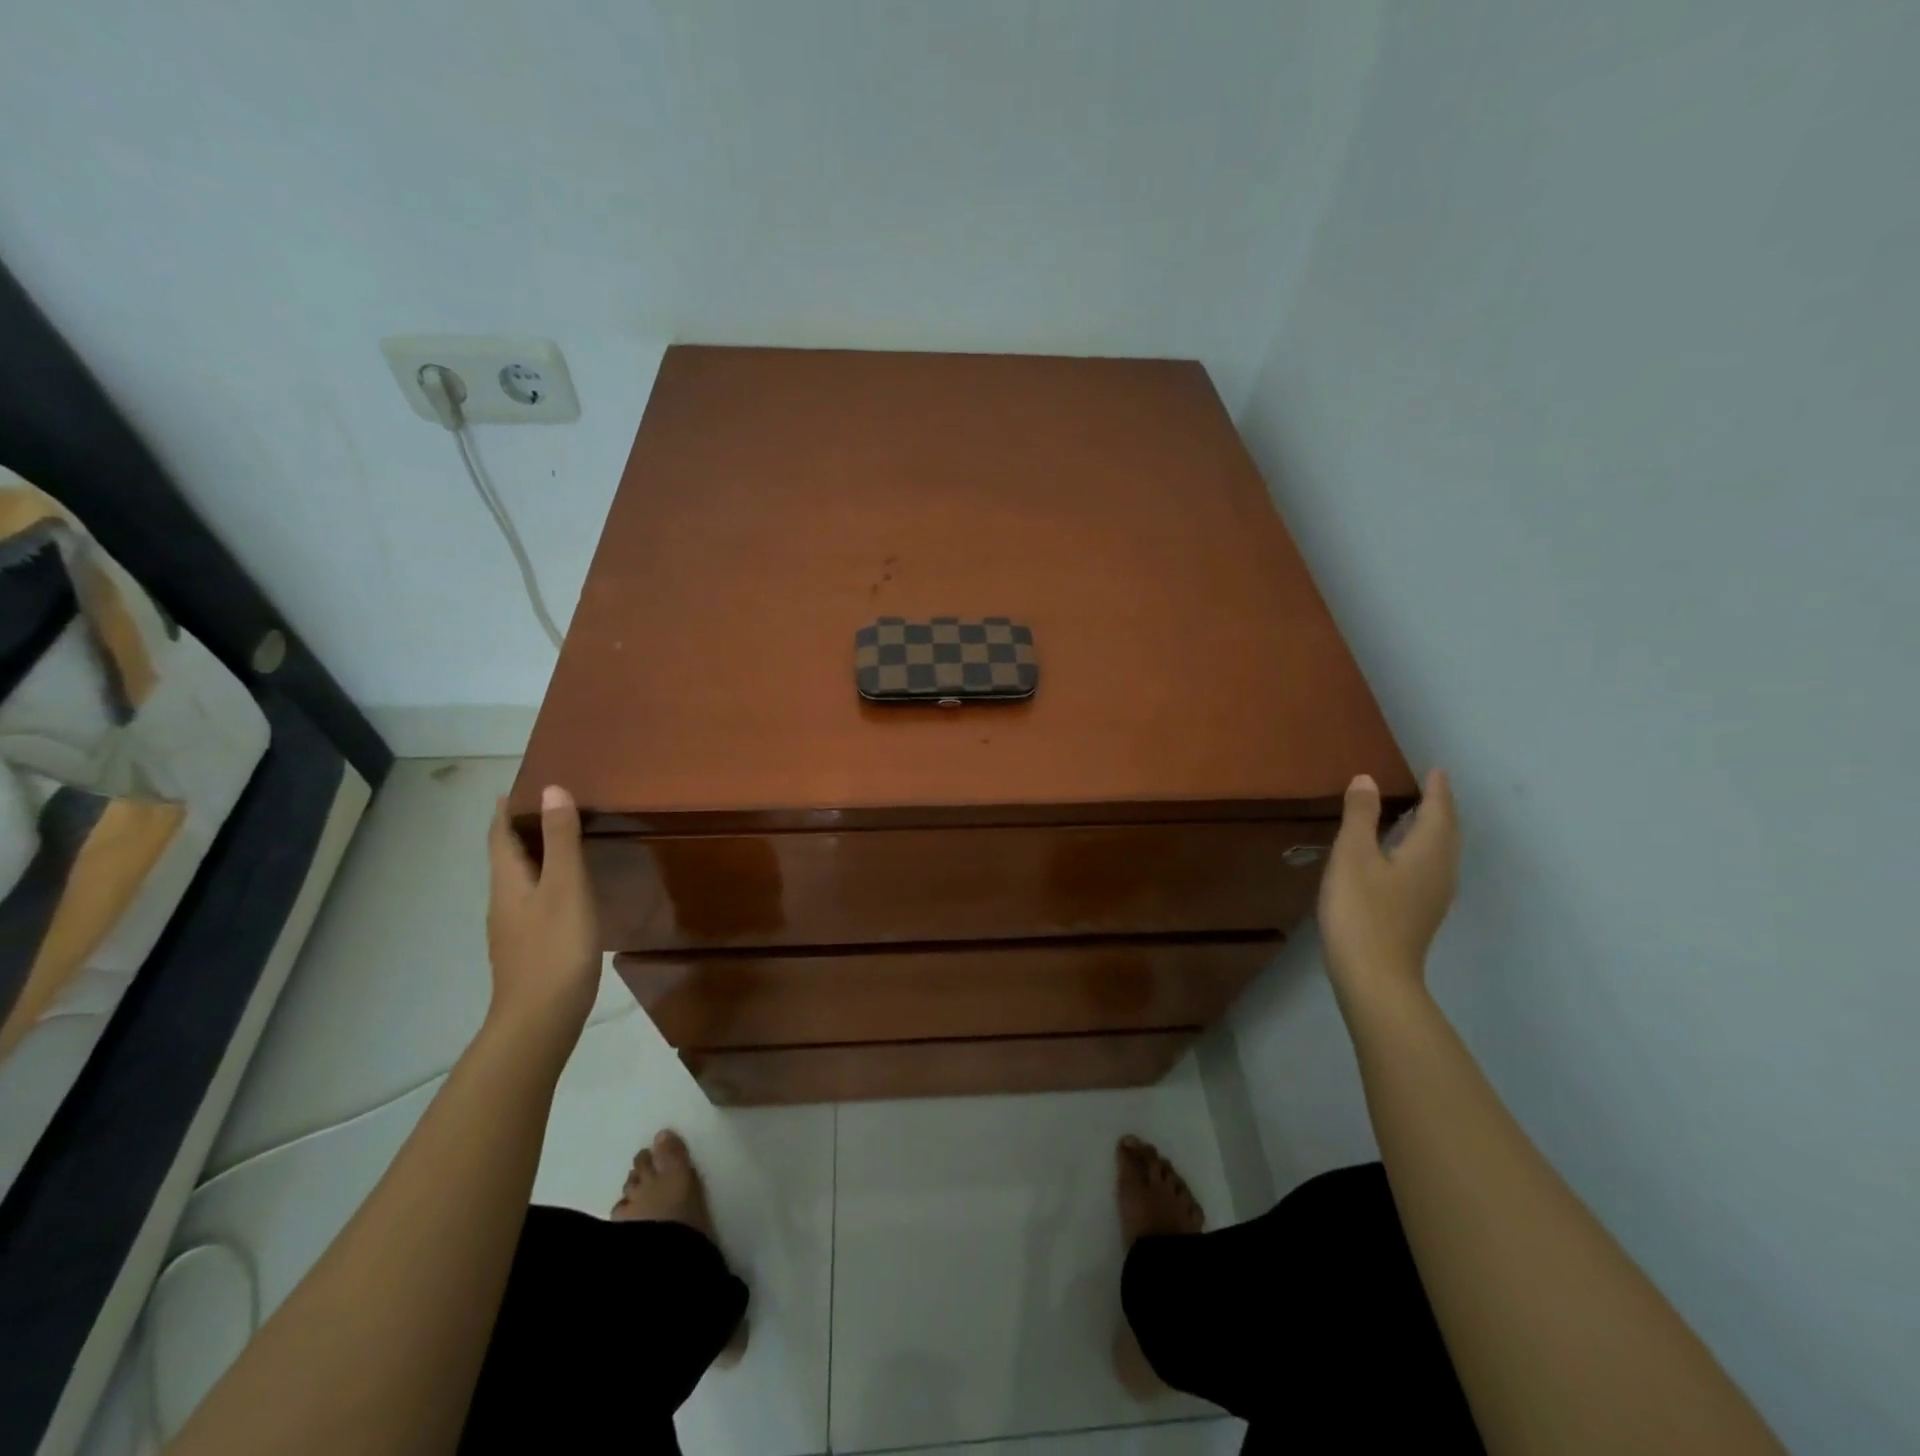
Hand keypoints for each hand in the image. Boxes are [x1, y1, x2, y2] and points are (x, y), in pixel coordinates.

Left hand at [485, 785, 599, 1054]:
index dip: (507, 810)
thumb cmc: (555, 947)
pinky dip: (548, 882)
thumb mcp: (566, 887)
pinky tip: (570, 891)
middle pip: (507, 856)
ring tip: (565, 841)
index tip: (522, 786)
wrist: (540, 1020)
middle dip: (522, 830)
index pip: (500, 835)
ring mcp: (513, 928)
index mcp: (508, 881)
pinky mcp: (529, 948)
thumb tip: (552, 789)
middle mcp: (503, 900)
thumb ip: (562, 840)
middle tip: (553, 806)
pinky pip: (534, 901)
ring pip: (521, 880)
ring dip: (536, 856)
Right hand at [1317, 769, 1459, 1009]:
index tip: (1436, 770)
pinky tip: (1402, 857)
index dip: (1437, 789)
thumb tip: (1368, 780)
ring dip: (1433, 830)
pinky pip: (1430, 868)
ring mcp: (1434, 896)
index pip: (1439, 811)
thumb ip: (1361, 816)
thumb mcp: (1352, 855)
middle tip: (1429, 788)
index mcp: (1428, 852)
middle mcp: (1441, 871)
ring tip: (1417, 816)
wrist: (1374, 975)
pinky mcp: (1421, 914)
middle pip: (1447, 832)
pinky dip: (1423, 850)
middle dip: (1440, 808)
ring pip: (1441, 853)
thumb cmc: (1361, 909)